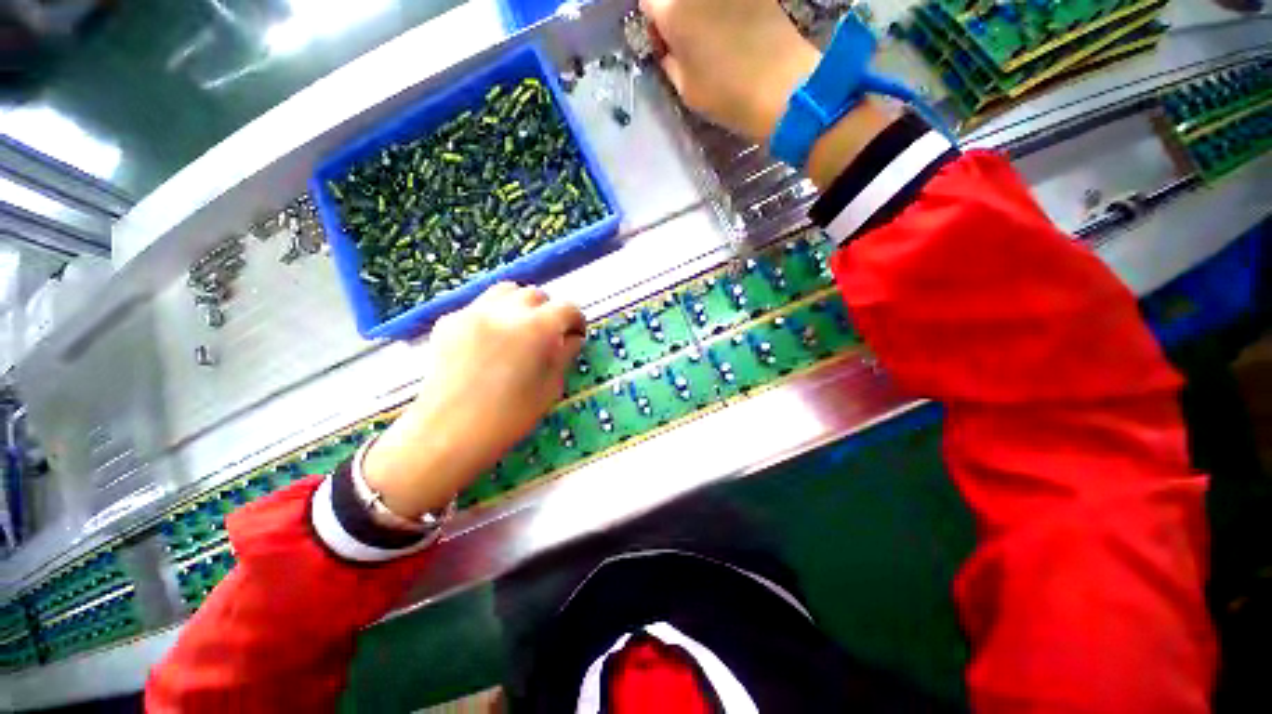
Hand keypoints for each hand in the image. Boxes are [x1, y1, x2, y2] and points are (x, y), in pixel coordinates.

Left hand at [363, 283, 583, 520]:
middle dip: (548, 311)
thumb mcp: (550, 388)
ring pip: (506, 291)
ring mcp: (473, 312)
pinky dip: (493, 315)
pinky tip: (490, 341)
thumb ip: (564, 355)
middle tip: (549, 334)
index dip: (576, 320)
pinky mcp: (449, 321)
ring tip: (520, 328)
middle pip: (536, 295)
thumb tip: (572, 338)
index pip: (566, 308)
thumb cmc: (509, 417)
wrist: (449, 434)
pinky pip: (479, 307)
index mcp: (537, 329)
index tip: (576, 334)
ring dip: (520, 305)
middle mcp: (506, 311)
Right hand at [640, 0, 819, 142]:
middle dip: (675, 12)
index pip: (648, 2)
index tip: (664, 44)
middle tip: (686, 41)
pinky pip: (730, 1)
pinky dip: (727, 10)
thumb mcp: (685, 89)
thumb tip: (668, 48)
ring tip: (712, 36)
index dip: (654, 23)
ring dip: (701, 11)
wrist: (781, 84)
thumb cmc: (726, 94)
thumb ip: (670, 61)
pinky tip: (734, 29)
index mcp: (671, 10)